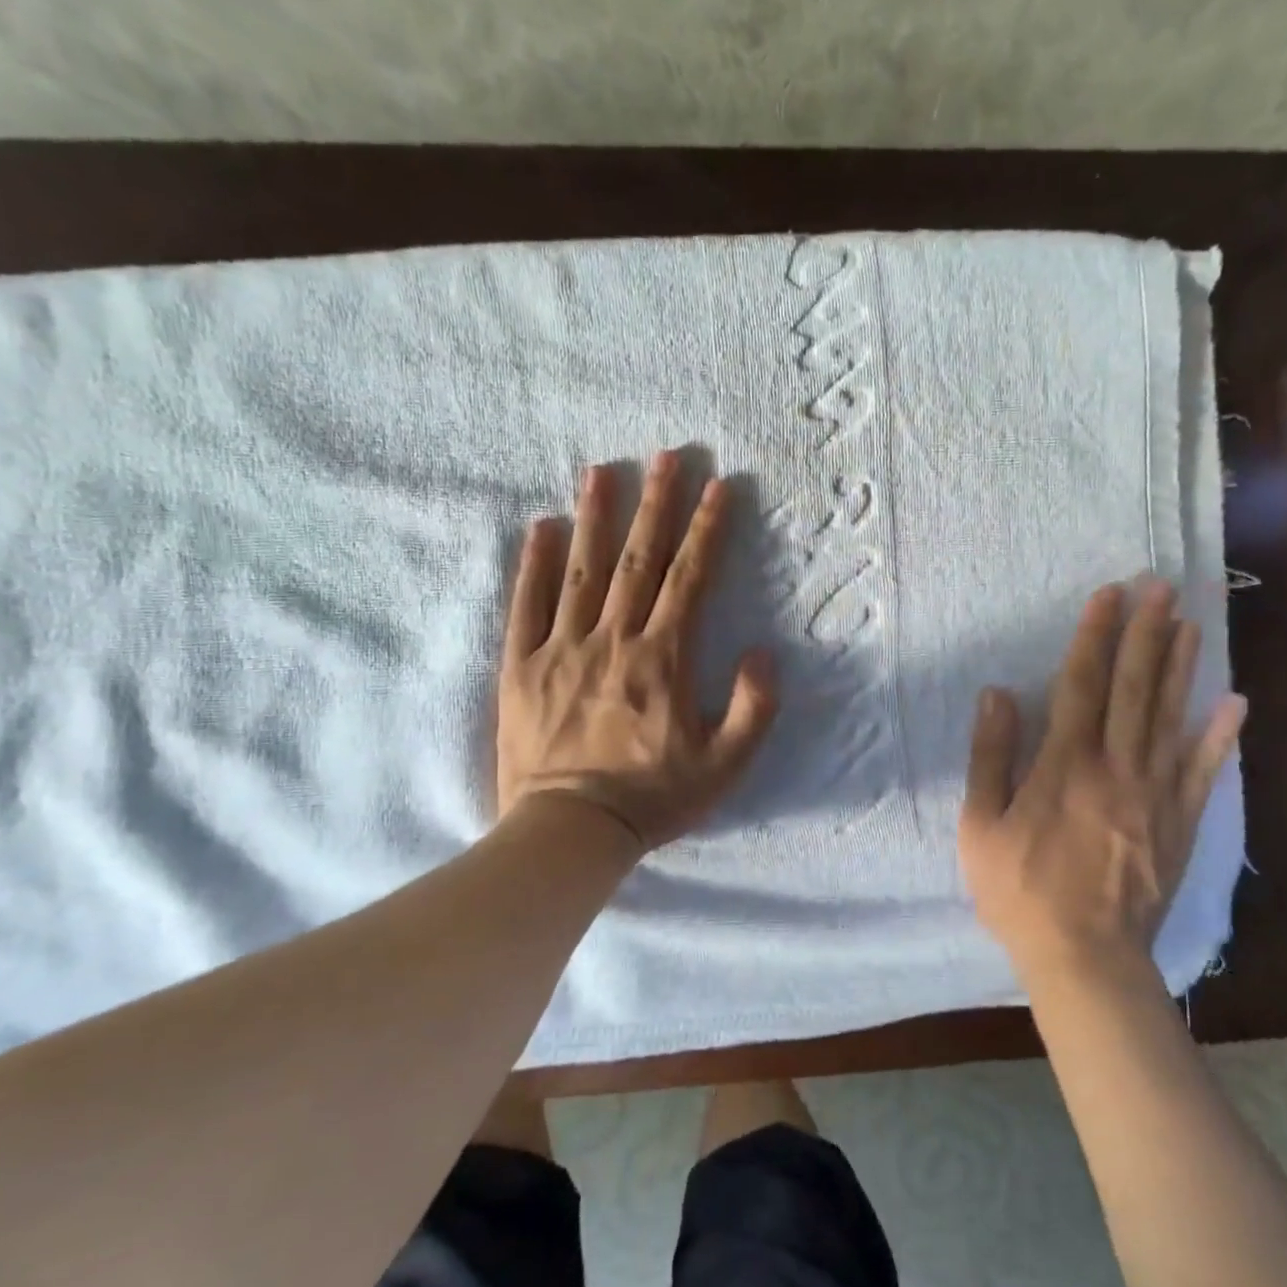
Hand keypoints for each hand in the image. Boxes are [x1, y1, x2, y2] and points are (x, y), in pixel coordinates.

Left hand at [496, 452, 777, 853]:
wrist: (570, 831)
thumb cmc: (653, 799)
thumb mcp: (725, 765)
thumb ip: (753, 707)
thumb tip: (764, 652)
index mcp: (663, 658)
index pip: (691, 578)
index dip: (708, 529)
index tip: (719, 485)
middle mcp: (613, 640)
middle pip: (638, 560)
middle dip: (656, 504)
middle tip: (664, 455)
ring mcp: (562, 649)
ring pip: (582, 571)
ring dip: (595, 517)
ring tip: (600, 469)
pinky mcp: (522, 668)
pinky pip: (527, 606)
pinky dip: (534, 565)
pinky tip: (541, 527)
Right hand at [958, 581, 1245, 981]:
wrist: (1085, 959)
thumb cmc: (1020, 892)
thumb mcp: (981, 828)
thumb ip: (990, 758)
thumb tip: (998, 695)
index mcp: (1065, 766)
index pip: (1081, 685)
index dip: (1093, 636)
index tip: (1108, 594)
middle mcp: (1116, 769)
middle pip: (1133, 690)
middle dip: (1145, 634)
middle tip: (1161, 587)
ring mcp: (1156, 796)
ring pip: (1170, 720)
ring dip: (1180, 668)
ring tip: (1190, 623)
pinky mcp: (1180, 825)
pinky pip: (1204, 774)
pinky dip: (1221, 738)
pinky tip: (1235, 703)